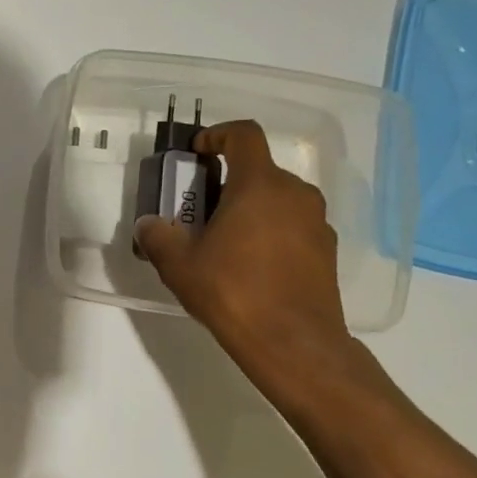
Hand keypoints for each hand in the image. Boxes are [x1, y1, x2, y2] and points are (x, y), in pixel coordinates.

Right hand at [135, 120, 355, 385]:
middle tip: (200, 210)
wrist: (293, 342)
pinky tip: (251, 266)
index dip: (218, 134)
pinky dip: (270, 232)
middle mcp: (295, 194)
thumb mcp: (178, 264)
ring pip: (277, 200)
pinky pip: (293, 226)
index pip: (244, 134)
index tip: (198, 152)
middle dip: (228, 182)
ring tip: (223, 241)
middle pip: (259, 170)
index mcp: (259, 185)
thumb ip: (158, 236)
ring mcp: (317, 222)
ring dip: (250, 208)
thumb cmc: (232, 291)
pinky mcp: (326, 251)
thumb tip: (149, 224)